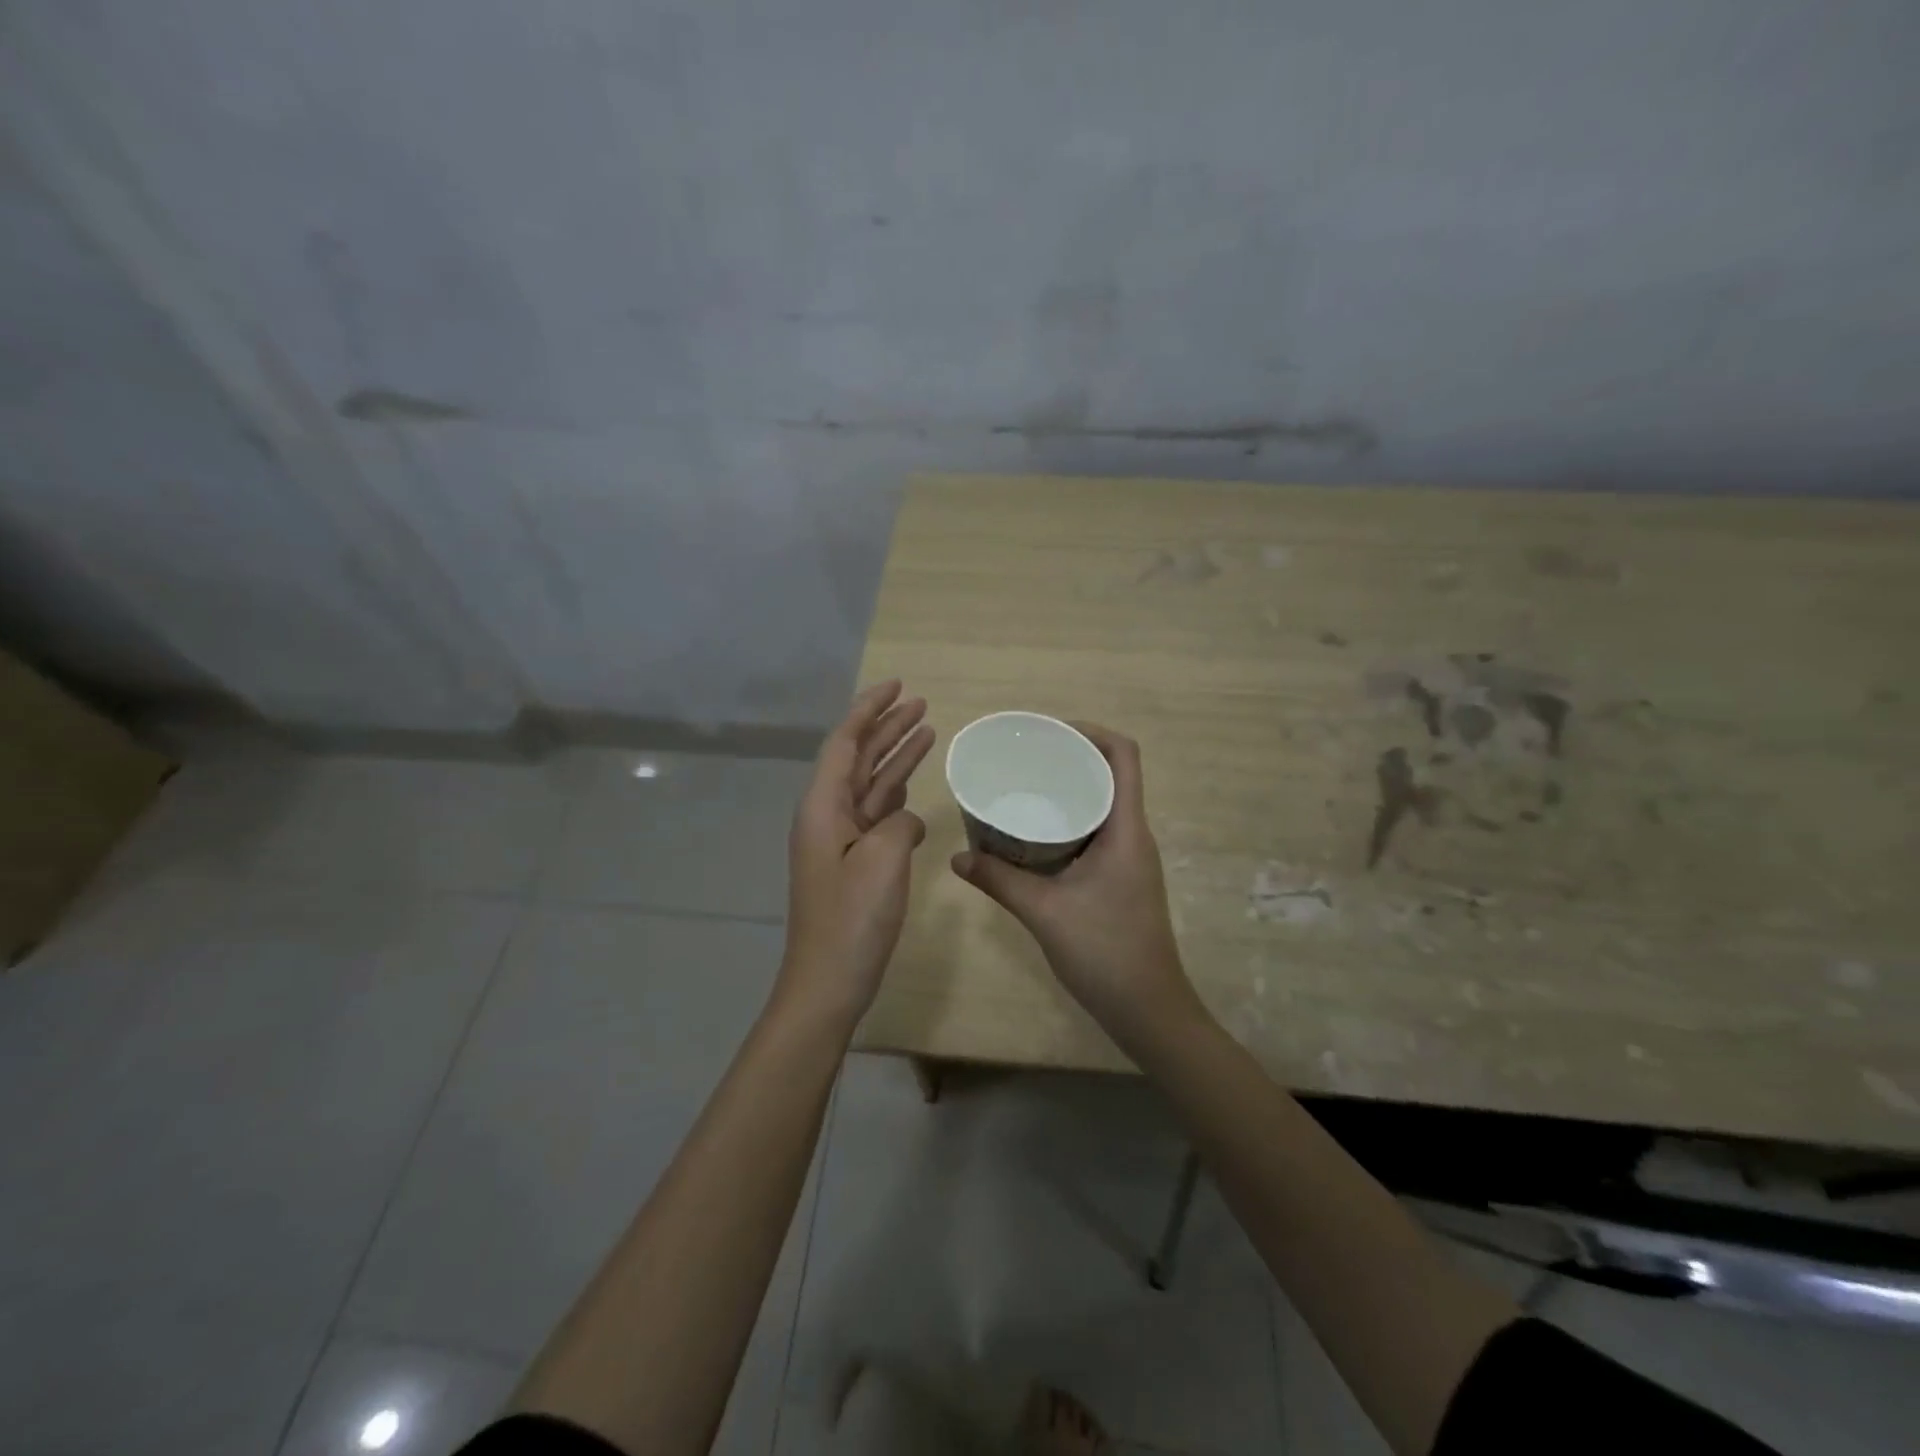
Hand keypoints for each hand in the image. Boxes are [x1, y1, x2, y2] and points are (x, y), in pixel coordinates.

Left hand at [779, 681, 934, 1027]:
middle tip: (921, 702)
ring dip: (896, 756)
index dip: (870, 709)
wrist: (828, 980)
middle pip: (858, 757)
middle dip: (887, 727)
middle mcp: (827, 815)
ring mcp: (840, 840)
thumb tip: (906, 821)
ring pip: (871, 784)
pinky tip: (917, 788)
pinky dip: (898, 795)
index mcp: (823, 806)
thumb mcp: (883, 859)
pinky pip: (878, 815)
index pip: (845, 741)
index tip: (898, 686)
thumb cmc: (852, 918)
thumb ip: (899, 823)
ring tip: (927, 729)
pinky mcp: (854, 862)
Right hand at [949, 724, 1203, 1049]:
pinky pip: (1096, 833)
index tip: (1050, 734)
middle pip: (1111, 775)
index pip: (1123, 757)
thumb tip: (956, 858)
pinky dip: (1069, 823)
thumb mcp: (1043, 912)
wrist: (1148, 1010)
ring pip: (1103, 806)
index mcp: (1126, 830)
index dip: (1092, 733)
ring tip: (1026, 789)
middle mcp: (1133, 835)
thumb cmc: (1105, 952)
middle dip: (1071, 759)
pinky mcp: (1121, 879)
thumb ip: (999, 881)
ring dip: (1070, 792)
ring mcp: (1130, 859)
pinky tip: (1035, 835)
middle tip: (1026, 760)